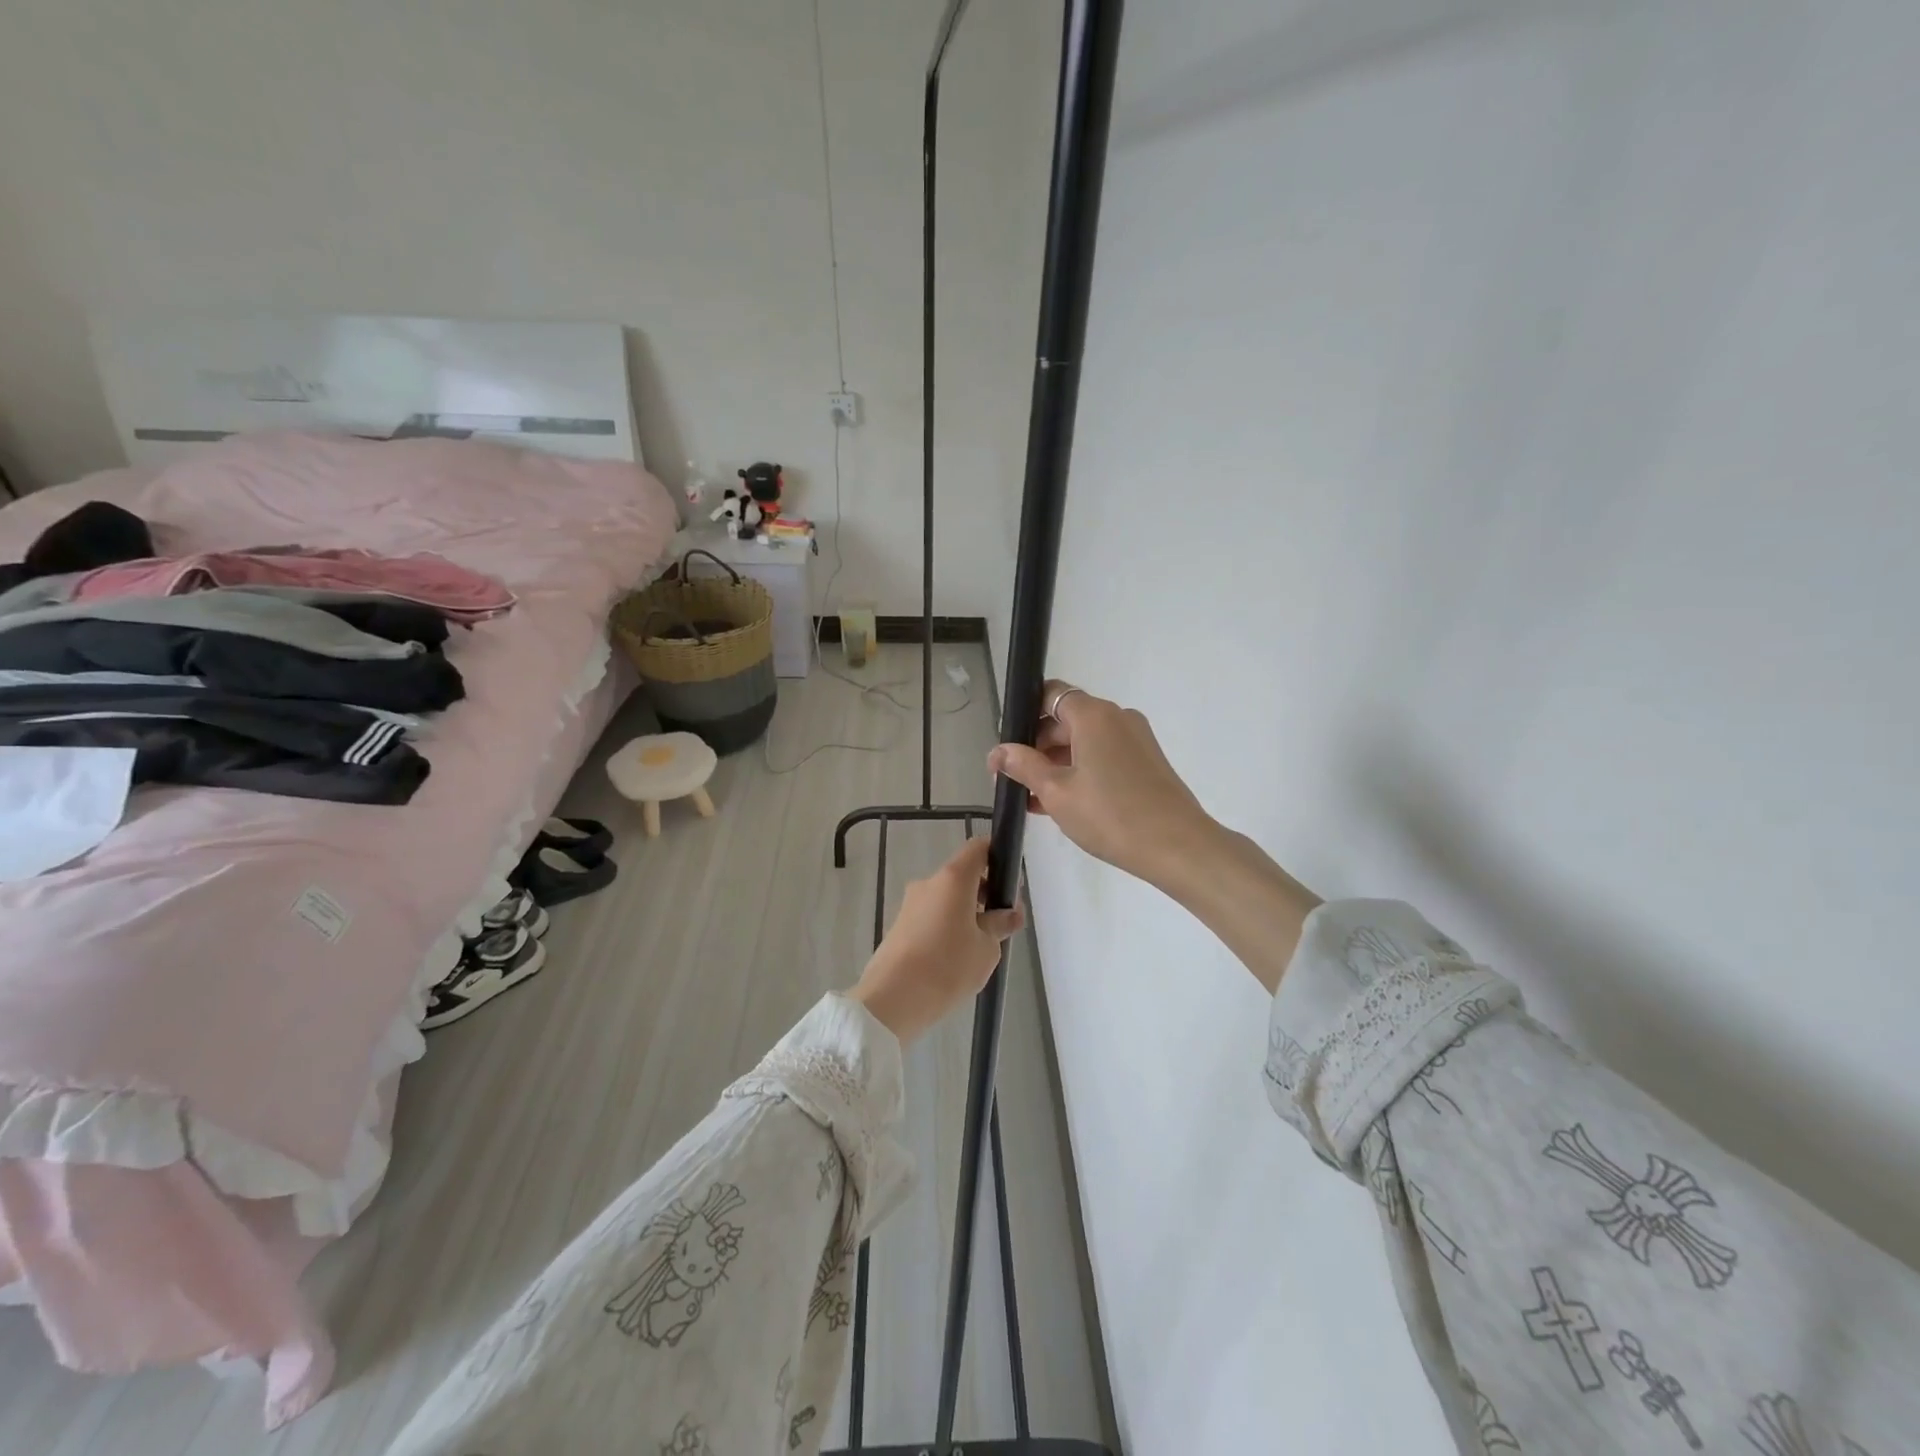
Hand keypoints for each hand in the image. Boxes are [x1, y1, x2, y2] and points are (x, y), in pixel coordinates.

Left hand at [850, 838, 1024, 1044]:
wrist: (892, 999)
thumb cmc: (947, 966)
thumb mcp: (986, 948)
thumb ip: (1000, 925)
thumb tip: (1009, 914)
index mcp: (953, 879)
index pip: (978, 848)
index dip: (998, 857)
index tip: (1011, 883)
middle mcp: (929, 883)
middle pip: (963, 875)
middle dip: (986, 893)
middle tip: (1003, 923)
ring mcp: (910, 904)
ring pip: (947, 898)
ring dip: (966, 913)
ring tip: (980, 947)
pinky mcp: (900, 925)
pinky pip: (931, 916)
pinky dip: (947, 927)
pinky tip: (956, 958)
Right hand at [987, 681, 1216, 887]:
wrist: (1178, 846)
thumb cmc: (1110, 814)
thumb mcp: (1056, 792)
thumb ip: (1024, 766)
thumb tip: (997, 752)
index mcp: (1093, 715)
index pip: (1050, 694)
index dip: (1024, 714)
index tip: (1007, 745)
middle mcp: (1117, 717)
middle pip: (1066, 719)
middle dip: (1037, 746)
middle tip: (1013, 778)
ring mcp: (1136, 739)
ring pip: (1085, 741)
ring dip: (1056, 764)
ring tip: (1033, 799)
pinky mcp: (1146, 762)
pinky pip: (1103, 756)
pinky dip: (1080, 772)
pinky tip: (1062, 804)